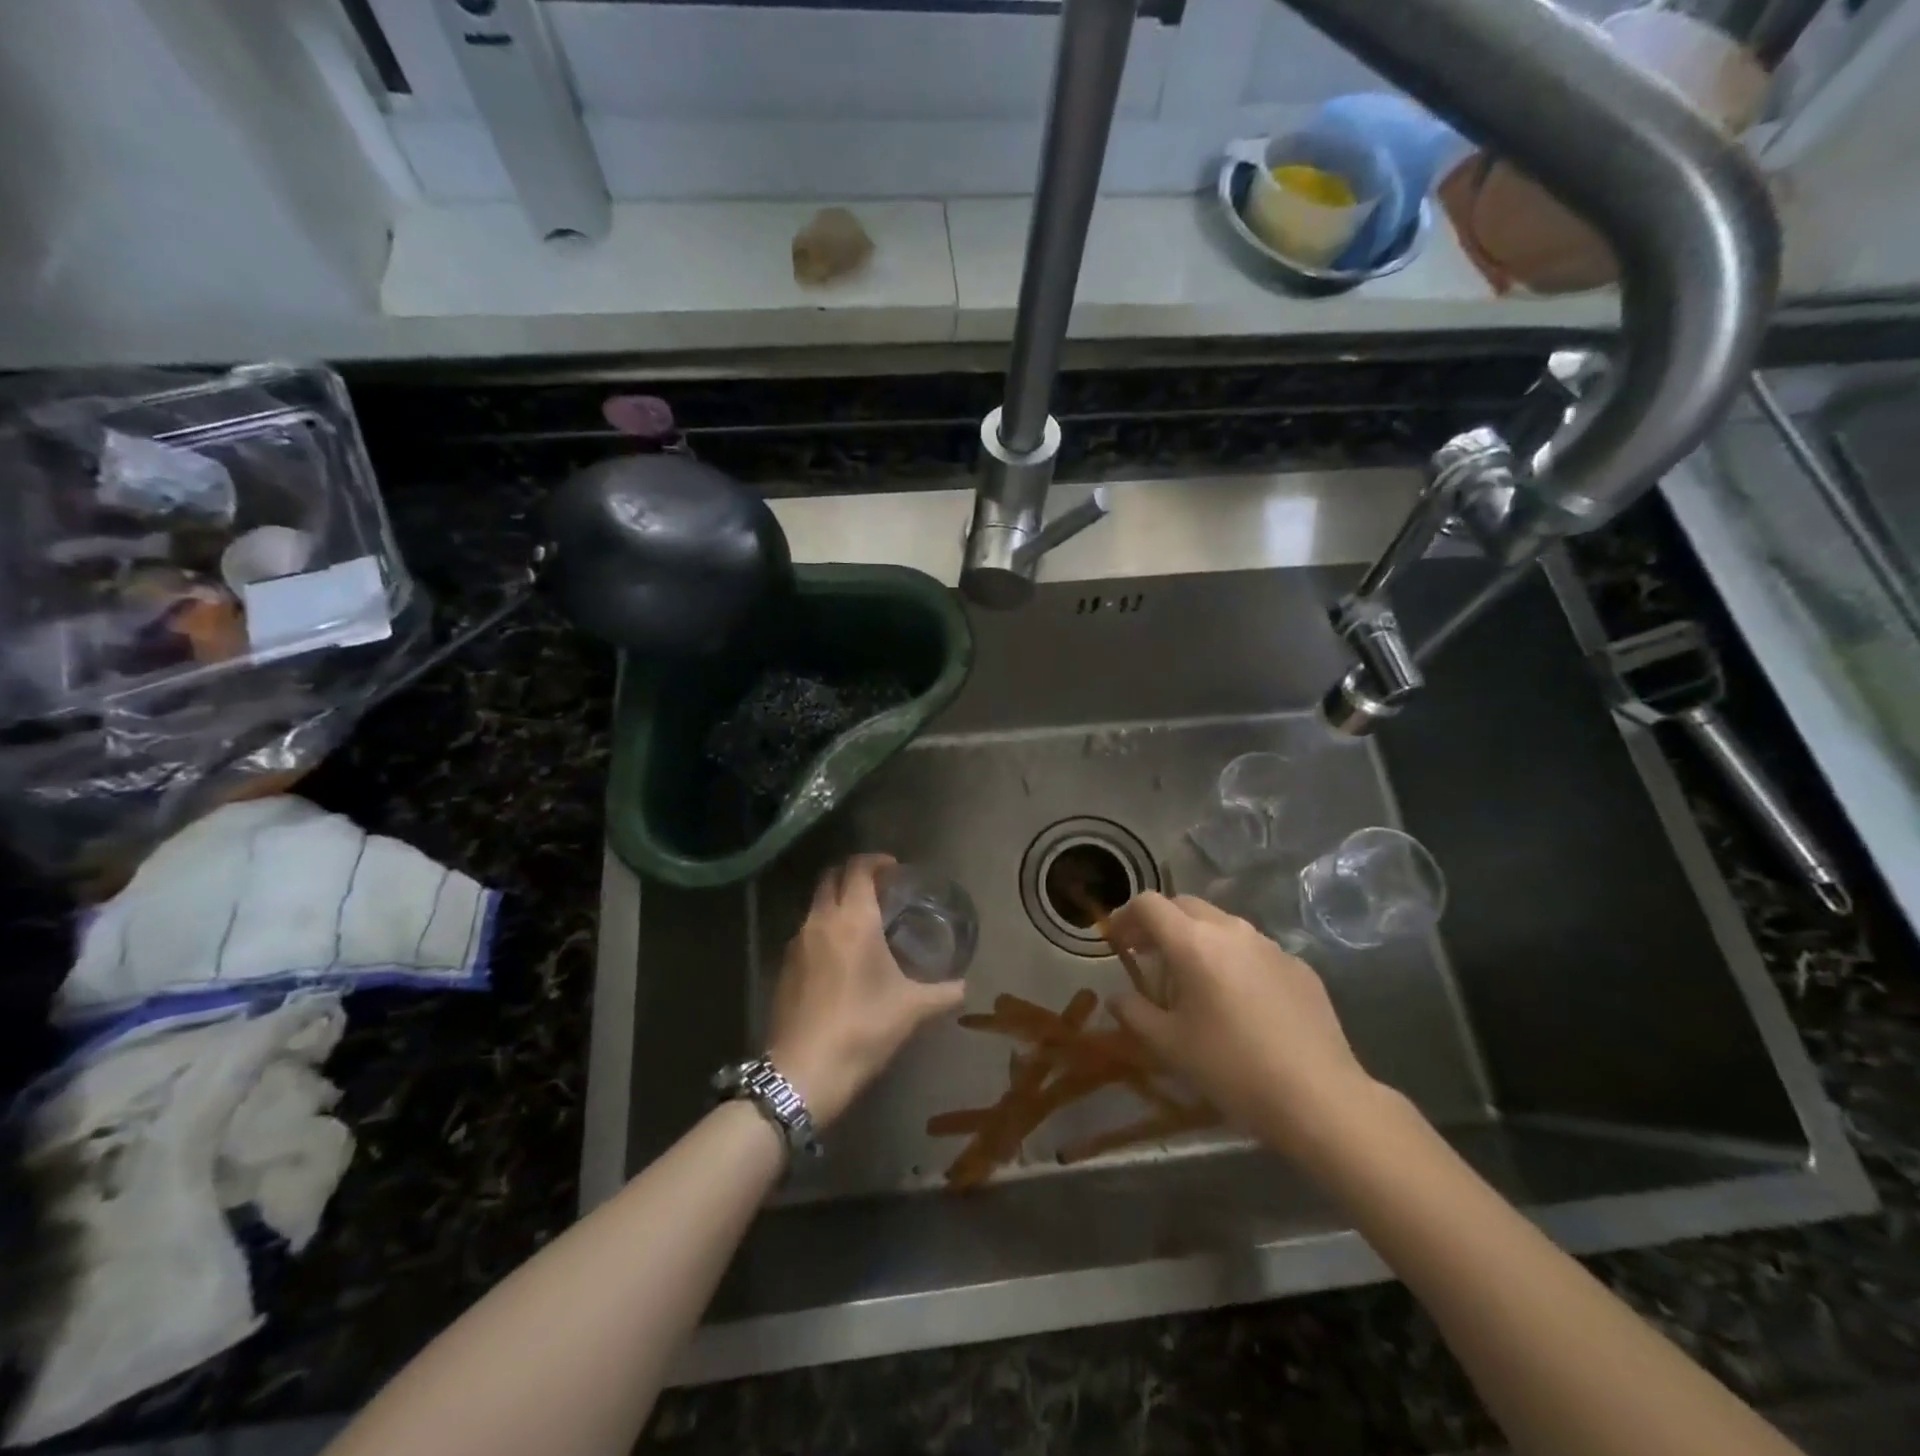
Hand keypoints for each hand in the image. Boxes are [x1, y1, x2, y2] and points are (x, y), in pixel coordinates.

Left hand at [766, 854, 963, 1127]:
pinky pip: (806, 931)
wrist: (804, 1071)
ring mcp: (797, 942)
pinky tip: (840, 955)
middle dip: (853, 874)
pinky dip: (823, 927)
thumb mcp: (911, 1010)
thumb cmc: (863, 1029)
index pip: (858, 869)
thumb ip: (943, 993)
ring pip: (816, 904)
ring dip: (836, 900)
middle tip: (878, 888)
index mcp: (854, 919)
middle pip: (831, 877)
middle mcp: (821, 920)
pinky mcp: (784, 966)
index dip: (876, 861)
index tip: (894, 868)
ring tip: (862, 920)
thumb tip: (965, 987)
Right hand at [1107, 892, 1378, 1162]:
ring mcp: (1269, 945)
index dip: (1126, 917)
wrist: (1320, 1097)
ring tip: (1194, 982)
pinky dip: (1233, 960)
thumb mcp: (1169, 1045)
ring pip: (1221, 925)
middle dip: (1161, 924)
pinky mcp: (1298, 965)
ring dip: (1197, 940)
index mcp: (1193, 942)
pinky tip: (1239, 1002)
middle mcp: (1231, 930)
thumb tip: (1118, 997)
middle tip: (1149, 958)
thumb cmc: (1232, 1068)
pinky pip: (1253, 950)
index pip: (1148, 903)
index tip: (1117, 943)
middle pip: (1184, 905)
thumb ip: (1134, 1013)